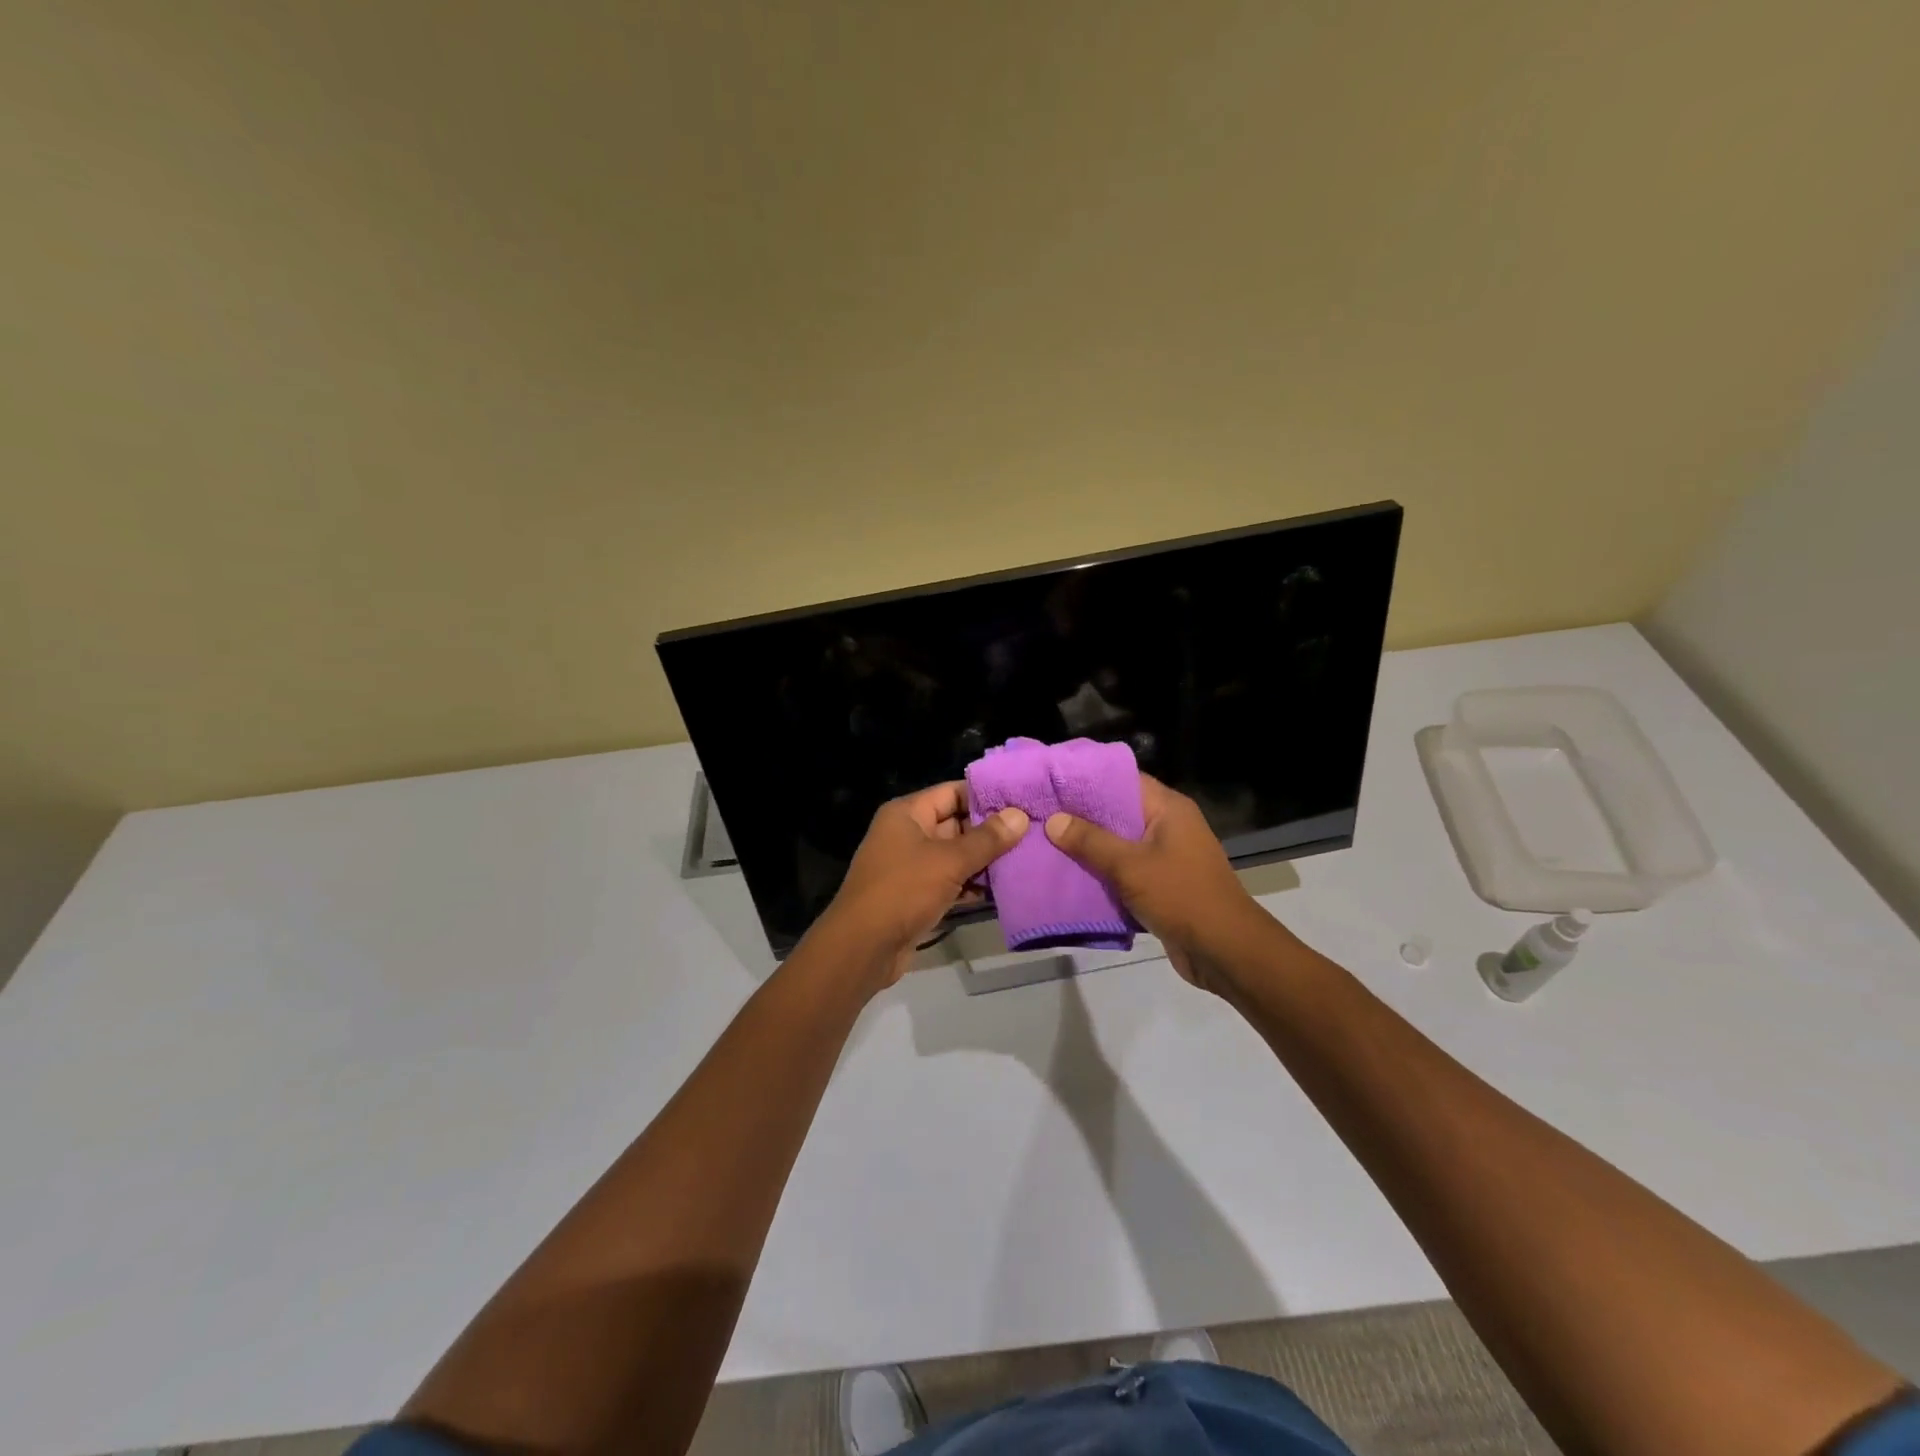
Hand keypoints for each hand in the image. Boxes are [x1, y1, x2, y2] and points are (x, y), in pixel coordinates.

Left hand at [817, 782, 1028, 988]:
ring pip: (956, 855)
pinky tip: (1005, 890)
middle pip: (957, 823)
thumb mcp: (949, 861)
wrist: (863, 947)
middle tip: (1033, 832)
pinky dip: (973, 885)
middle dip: (992, 831)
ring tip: (1027, 859)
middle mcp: (908, 834)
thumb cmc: (903, 890)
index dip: (986, 795)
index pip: (953, 792)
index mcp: (908, 813)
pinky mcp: (917, 895)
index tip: (1023, 800)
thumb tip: (1020, 816)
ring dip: (986, 861)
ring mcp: (912, 866)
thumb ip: (987, 839)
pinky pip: (951, 881)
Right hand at [1044, 775, 1274, 991]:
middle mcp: (1169, 824)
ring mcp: (1167, 855)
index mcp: (1168, 807)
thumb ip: (1090, 841)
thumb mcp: (1130, 865)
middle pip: (1118, 810)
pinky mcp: (1163, 883)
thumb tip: (1054, 820)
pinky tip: (1071, 873)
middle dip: (1082, 815)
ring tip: (1047, 841)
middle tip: (1041, 813)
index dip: (1087, 779)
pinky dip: (1103, 871)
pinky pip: (1126, 868)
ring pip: (1120, 842)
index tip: (1052, 782)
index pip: (1122, 779)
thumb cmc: (1181, 896)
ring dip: (1090, 846)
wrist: (1224, 950)